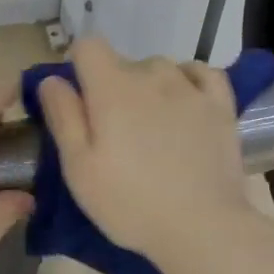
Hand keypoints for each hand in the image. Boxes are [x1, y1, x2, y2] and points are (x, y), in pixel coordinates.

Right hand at [38, 37, 257, 270]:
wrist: (202, 228)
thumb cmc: (130, 202)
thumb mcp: (79, 168)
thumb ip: (63, 116)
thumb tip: (53, 79)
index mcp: (112, 88)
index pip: (88, 45)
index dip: (79, 66)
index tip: (80, 100)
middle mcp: (152, 75)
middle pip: (123, 63)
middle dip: (113, 87)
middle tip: (115, 133)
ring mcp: (191, 88)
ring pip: (160, 69)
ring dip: (150, 87)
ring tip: (152, 128)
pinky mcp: (221, 105)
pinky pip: (201, 73)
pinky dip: (188, 81)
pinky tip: (184, 104)